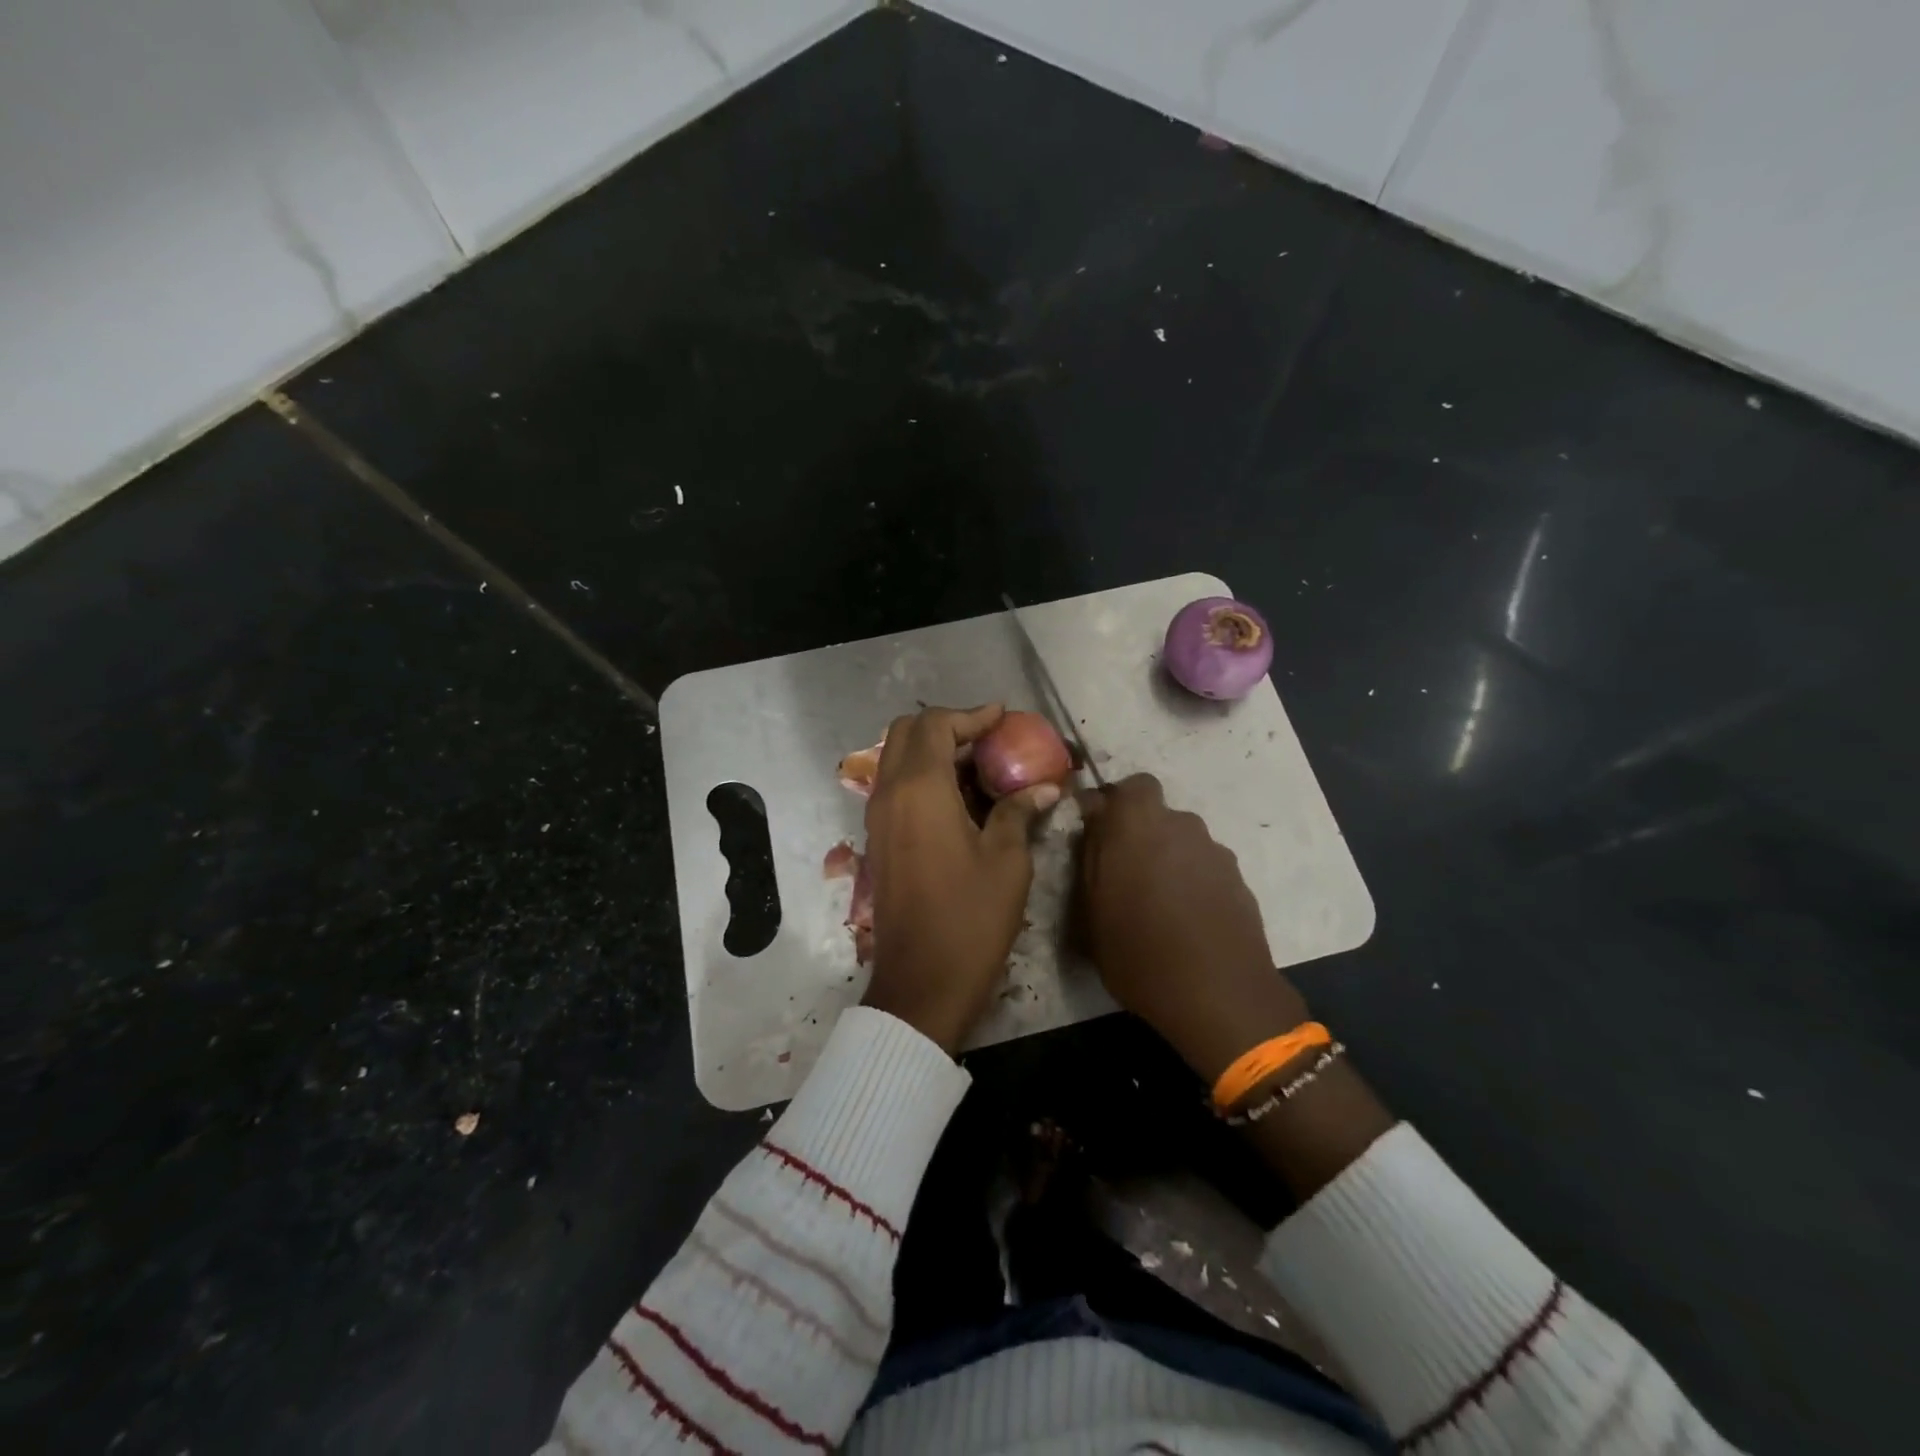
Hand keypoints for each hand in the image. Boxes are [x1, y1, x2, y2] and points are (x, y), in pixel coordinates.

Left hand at [861, 705, 1061, 1052]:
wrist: (922, 983)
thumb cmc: (970, 918)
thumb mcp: (1006, 861)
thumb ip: (1018, 812)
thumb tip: (1044, 788)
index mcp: (919, 789)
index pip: (936, 725)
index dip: (971, 715)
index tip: (1003, 717)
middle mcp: (889, 794)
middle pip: (906, 733)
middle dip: (946, 726)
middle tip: (987, 739)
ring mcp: (878, 819)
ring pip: (897, 760)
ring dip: (933, 751)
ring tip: (979, 766)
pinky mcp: (879, 842)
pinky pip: (896, 789)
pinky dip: (923, 778)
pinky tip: (961, 800)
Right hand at [1078, 774, 1308, 1081]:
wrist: (1220, 996)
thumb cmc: (1139, 952)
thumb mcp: (1091, 910)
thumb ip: (1089, 856)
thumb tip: (1091, 822)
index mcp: (1138, 824)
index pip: (1129, 786)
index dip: (1114, 805)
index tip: (1100, 834)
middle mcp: (1181, 825)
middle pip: (1157, 815)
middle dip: (1140, 835)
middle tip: (1125, 874)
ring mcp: (1215, 852)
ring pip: (1182, 842)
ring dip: (1168, 860)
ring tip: (1158, 905)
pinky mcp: (1239, 880)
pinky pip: (1205, 869)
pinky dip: (1193, 883)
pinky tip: (1186, 921)